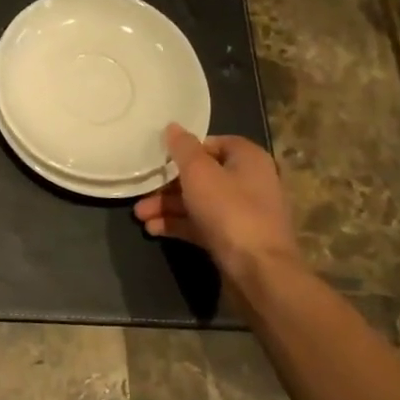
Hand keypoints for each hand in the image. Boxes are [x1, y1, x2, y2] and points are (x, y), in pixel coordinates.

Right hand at [134, 125, 304, 291]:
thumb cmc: (229, 211)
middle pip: (203, 175)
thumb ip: (183, 148)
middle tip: (142, 191)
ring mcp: (242, 214)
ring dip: (168, 206)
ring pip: (199, 202)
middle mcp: (250, 183)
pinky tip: (153, 229)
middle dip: (168, 184)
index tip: (161, 157)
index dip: (187, 149)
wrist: (259, 272)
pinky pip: (201, 225)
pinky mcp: (234, 240)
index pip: (215, 143)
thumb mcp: (199, 173)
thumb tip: (173, 127)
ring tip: (140, 216)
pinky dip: (179, 225)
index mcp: (248, 159)